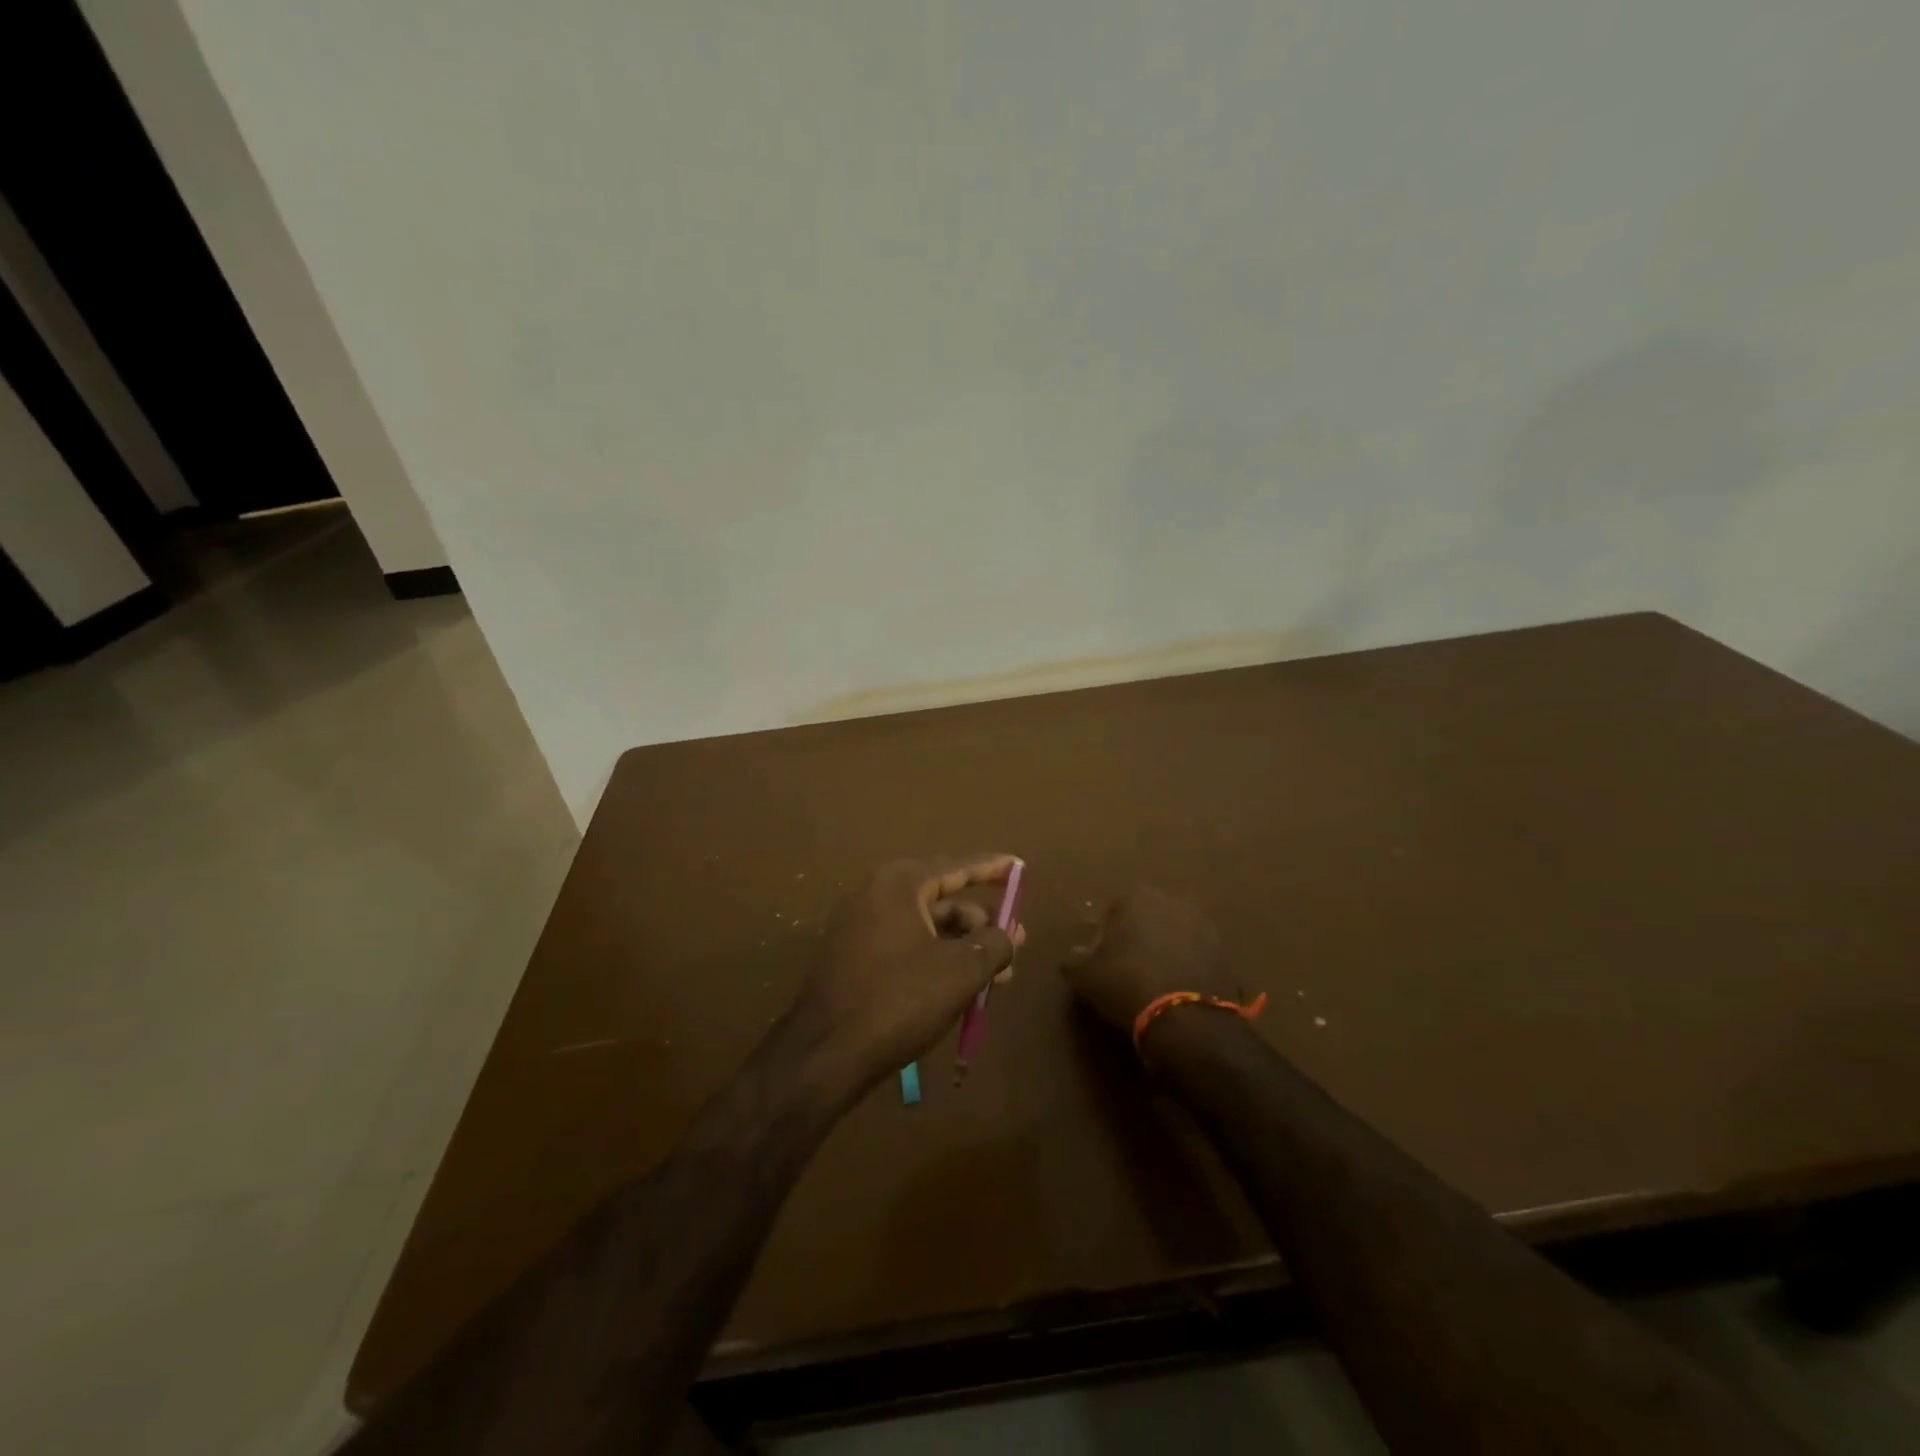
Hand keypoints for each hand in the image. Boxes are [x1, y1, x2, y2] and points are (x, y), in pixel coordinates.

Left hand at [785, 855, 1023, 1096]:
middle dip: (981, 922)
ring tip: (997, 976)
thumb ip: (993, 945)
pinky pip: (906, 946)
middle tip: (1016, 941)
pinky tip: (960, 987)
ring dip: (963, 947)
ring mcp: (860, 926)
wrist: (825, 1053)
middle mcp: (877, 894)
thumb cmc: (898, 1000)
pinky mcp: (854, 957)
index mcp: (900, 884)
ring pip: (926, 928)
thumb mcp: (960, 972)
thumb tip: (1008, 934)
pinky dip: (937, 959)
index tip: (1018, 865)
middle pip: (943, 900)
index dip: (992, 868)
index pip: (957, 866)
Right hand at [1061, 887, 1249, 1038]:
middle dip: (1140, 936)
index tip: (1101, 958)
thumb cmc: (1125, 985)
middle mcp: (1172, 901)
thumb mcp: (1084, 976)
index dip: (1105, 934)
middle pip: (1148, 917)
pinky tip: (1178, 991)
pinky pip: (1198, 956)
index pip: (1113, 909)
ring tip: (1156, 981)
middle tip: (1128, 967)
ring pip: (1176, 934)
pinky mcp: (1226, 953)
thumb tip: (1075, 955)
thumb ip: (1075, 959)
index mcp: (1136, 897)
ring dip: (1167, 950)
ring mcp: (1204, 925)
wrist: (1186, 1018)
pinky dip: (1188, 967)